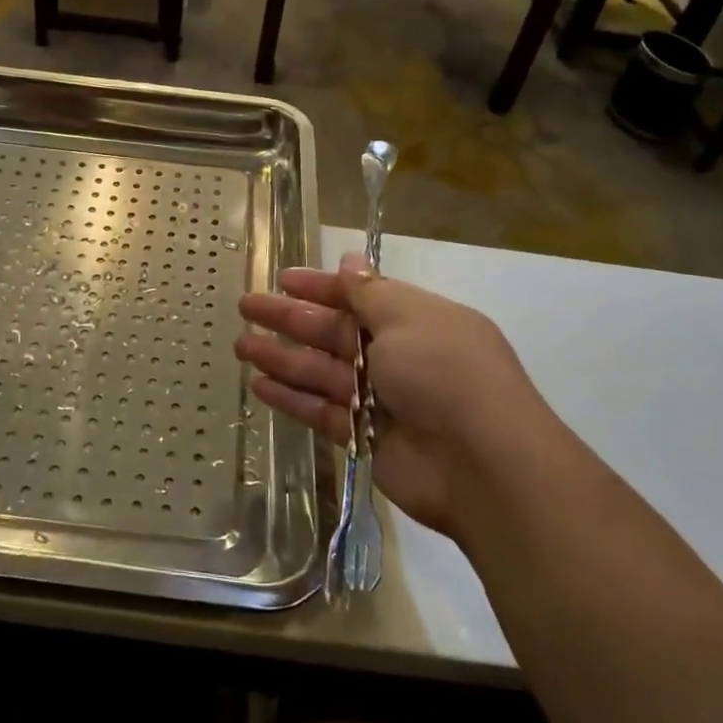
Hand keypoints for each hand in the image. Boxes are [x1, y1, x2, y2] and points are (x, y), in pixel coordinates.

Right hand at [236, 255, 546, 536]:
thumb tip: (350, 259)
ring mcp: (382, 399)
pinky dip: (292, 399)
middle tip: (246, 307)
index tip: (282, 279)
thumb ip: (369, 293)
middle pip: (334, 331)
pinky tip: (258, 387)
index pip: (359, 296)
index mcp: (414, 319)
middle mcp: (398, 355)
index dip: (321, 286)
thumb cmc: (443, 371)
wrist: (482, 463)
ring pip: (322, 371)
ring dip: (282, 358)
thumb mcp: (407, 317)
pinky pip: (322, 411)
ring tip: (241, 346)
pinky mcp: (366, 438)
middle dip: (290, 319)